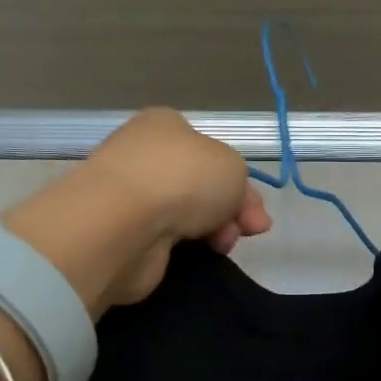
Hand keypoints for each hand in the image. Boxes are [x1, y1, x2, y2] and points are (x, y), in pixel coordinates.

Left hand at [4, 109, 271, 315]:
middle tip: (252, 229)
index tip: (257, 210)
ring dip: (213, 230)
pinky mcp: (123, 233)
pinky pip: (166, 239)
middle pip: (201, 185)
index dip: (240, 181)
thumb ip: (238, 181)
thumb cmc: (182, 178)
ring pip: (186, 214)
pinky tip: (199, 254)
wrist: (124, 223)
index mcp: (165, 126)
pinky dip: (185, 247)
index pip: (210, 152)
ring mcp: (131, 195)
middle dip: (232, 209)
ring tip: (224, 244)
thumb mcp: (232, 166)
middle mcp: (144, 155)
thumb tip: (226, 204)